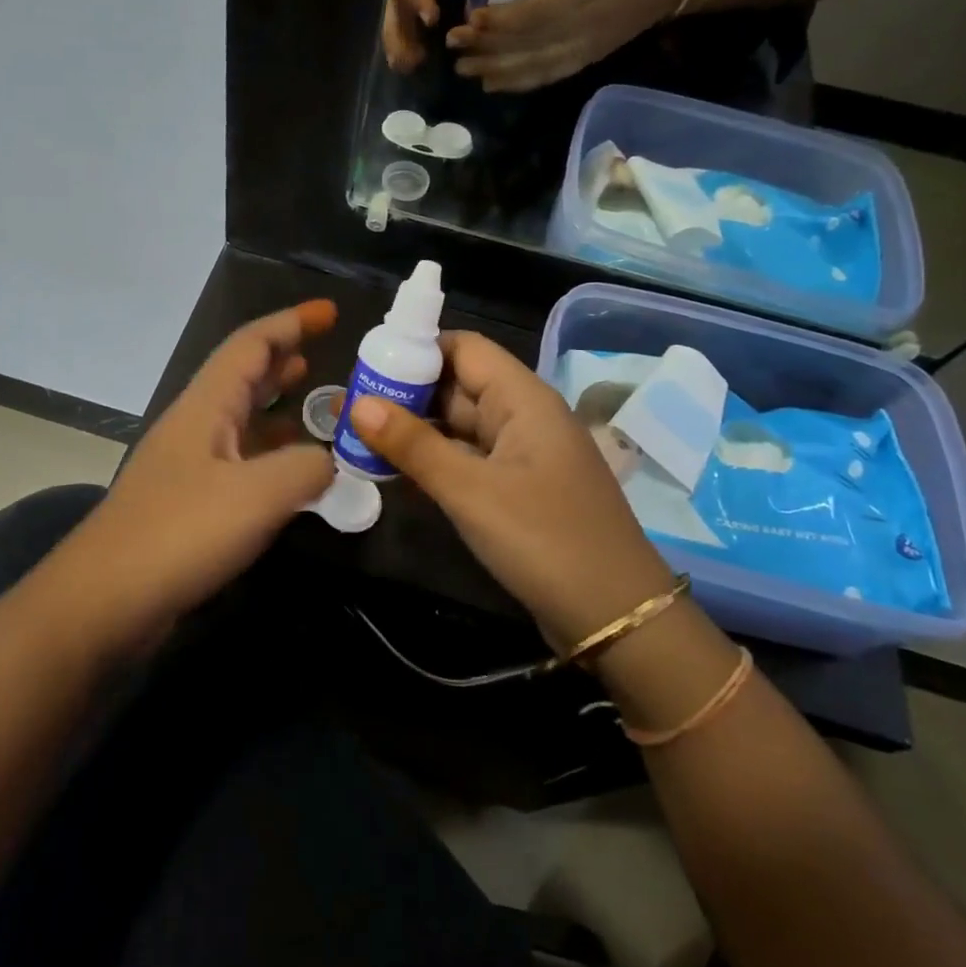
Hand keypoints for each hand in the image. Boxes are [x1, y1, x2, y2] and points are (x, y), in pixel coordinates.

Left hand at [41, 302, 338, 651]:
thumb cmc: (179, 532)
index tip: (331, 313)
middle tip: (326, 356)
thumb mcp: (257, 495)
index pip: (251, 344)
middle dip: (284, 358)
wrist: (104, 599)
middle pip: (243, 375)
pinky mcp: (188, 503)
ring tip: (317, 406)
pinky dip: (270, 455)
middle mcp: (195, 425)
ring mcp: (189, 465)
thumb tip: (329, 461)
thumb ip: (305, 468)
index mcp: (206, 406)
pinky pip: (239, 461)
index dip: (292, 322)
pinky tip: (292, 474)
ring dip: (278, 406)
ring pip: (241, 419)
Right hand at [346, 330, 673, 649]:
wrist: (617, 618)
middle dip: (405, 393)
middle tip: (348, 406)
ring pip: (458, 427)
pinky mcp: (516, 490)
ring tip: (357, 436)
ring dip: (414, 430)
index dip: (416, 349)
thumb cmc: (545, 539)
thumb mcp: (471, 491)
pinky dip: (432, 461)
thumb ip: (413, 445)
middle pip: (457, 386)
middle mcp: (523, 417)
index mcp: (523, 399)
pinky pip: (467, 461)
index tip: (367, 365)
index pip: (464, 348)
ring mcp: (521, 456)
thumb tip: (357, 403)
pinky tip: (391, 471)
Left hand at [446, 0, 688, 92]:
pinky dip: (518, 83)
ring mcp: (584, 48)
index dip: (499, 21)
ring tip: (464, 68)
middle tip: (453, 44)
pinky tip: (493, 84)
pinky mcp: (586, 59)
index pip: (533, 13)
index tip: (471, 19)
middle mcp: (581, 26)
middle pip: (526, 45)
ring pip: (532, 67)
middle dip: (486, 48)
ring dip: (495, 70)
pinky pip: (547, 76)